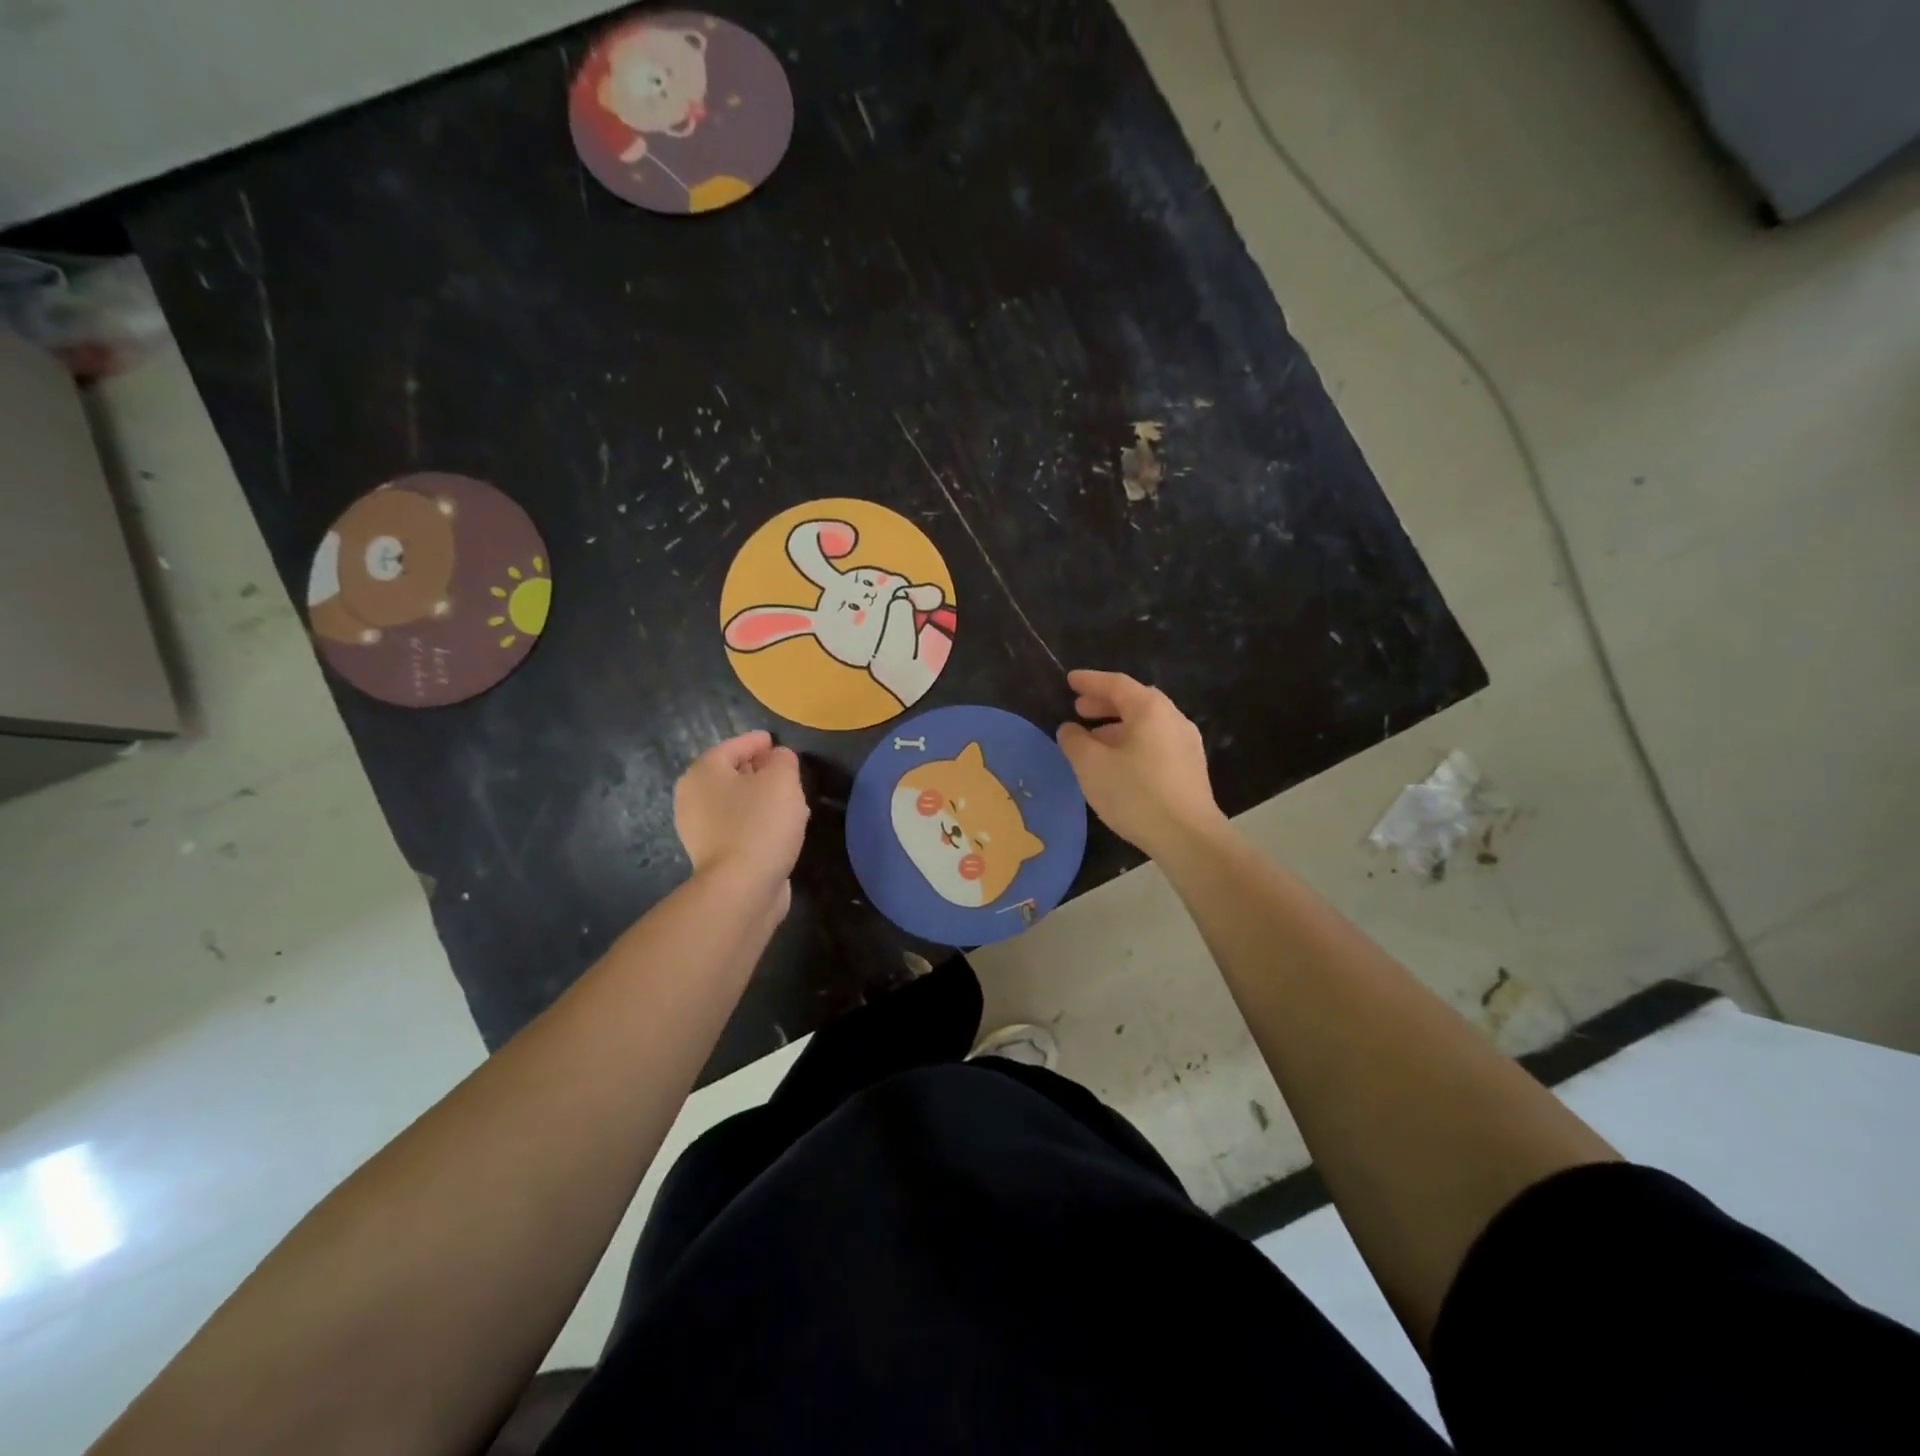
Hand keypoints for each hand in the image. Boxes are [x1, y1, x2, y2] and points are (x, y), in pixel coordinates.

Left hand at [674, 731, 808, 912]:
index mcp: (703, 772)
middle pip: (731, 774)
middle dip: (760, 771)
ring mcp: (699, 829)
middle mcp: (693, 797)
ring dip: (762, 799)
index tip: (775, 741)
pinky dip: (758, 822)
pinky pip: (739, 827)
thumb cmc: (760, 823)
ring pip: (736, 802)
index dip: (757, 741)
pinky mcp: (714, 855)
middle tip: (786, 772)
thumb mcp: (781, 780)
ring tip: (791, 801)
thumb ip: (783, 760)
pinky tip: (781, 828)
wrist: (742, 888)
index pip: (733, 746)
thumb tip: (778, 757)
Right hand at [1056, 669, 1225, 858]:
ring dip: (1117, 727)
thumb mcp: (1091, 765)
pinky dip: (1132, 743)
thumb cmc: (1135, 793)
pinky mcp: (1190, 769)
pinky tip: (1117, 763)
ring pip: (1146, 725)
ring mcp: (1186, 744)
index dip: (1090, 681)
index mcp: (1150, 709)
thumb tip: (1070, 729)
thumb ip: (1075, 741)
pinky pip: (1156, 744)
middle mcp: (1173, 719)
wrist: (1187, 837)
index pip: (1116, 684)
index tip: (1070, 681)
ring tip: (1093, 740)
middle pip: (1135, 702)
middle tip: (1079, 709)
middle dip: (1104, 704)